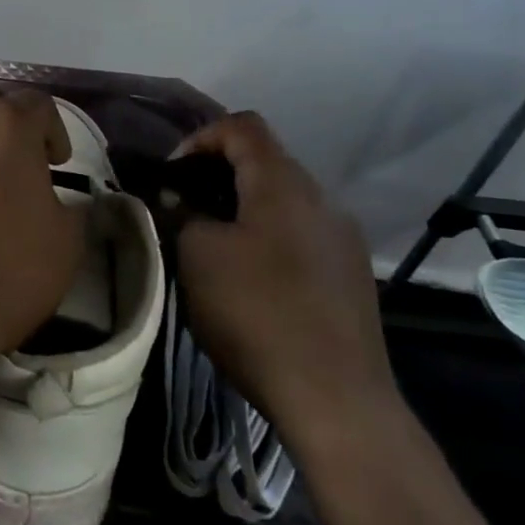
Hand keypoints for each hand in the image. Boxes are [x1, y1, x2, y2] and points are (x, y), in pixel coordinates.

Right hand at [175, 112, 398, 459]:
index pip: (242, 126)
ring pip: (283, 200)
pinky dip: (268, 236)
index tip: (173, 176)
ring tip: (212, 244)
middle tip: (184, 209)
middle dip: (217, 176)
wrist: (335, 399)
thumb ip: (184, 213)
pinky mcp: (351, 274)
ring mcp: (343, 238)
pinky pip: (301, 233)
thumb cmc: (256, 313)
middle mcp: (322, 199)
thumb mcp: (197, 255)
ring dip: (243, 208)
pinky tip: (251, 278)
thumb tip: (181, 200)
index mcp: (284, 184)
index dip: (200, 138)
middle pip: (265, 161)